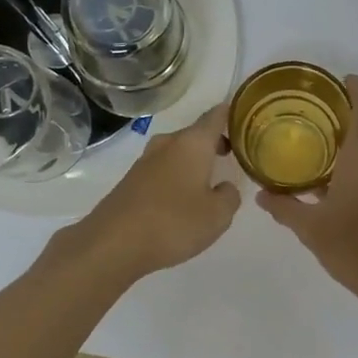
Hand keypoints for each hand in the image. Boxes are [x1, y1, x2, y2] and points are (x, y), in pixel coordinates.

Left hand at [72, 102, 241, 278]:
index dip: (231, 113)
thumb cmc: (173, 223)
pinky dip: (176, 177)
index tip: (244, 117)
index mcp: (192, 143)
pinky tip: (181, 200)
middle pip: (195, 134)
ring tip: (208, 181)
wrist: (113, 244)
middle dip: (213, 142)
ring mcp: (145, 161)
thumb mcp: (217, 215)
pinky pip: (162, 170)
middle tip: (231, 156)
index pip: (216, 116)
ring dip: (193, 161)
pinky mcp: (131, 181)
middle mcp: (168, 144)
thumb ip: (229, 196)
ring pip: (177, 152)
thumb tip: (224, 187)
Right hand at [257, 76, 357, 296]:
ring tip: (318, 141)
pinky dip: (356, 159)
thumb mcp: (311, 228)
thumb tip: (261, 194)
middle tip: (316, 111)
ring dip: (352, 137)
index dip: (357, 88)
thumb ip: (285, 207)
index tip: (341, 79)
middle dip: (349, 111)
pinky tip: (332, 177)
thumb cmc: (354, 247)